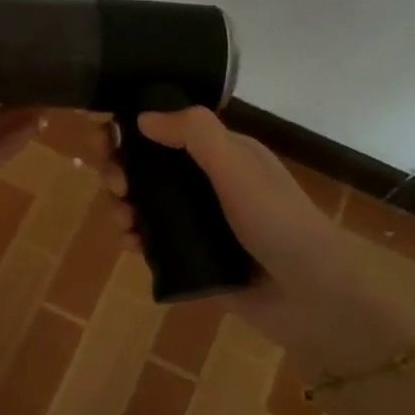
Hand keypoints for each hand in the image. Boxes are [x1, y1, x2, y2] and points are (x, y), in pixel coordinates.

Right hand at [127, 108, 414, 374]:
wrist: (311, 298)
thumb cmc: (277, 222)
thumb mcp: (237, 166)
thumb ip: (194, 134)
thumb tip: (142, 116)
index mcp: (222, 153)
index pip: (167, 128)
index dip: (130, 128)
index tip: (103, 138)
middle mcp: (207, 183)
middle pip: (148, 165)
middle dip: (120, 168)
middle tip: (116, 184)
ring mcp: (199, 222)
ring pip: (145, 203)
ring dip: (122, 204)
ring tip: (123, 219)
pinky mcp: (192, 257)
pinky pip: (152, 240)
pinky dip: (134, 237)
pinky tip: (131, 244)